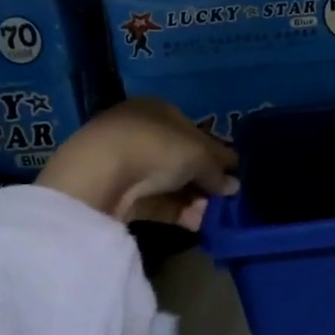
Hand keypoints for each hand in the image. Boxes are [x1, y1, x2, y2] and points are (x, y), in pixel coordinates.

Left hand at [38, 98, 239, 229]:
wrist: (100, 174)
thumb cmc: (157, 147)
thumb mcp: (199, 154)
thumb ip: (217, 169)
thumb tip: (233, 185)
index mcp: (159, 110)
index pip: (194, 131)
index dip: (215, 153)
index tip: (233, 174)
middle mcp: (141, 132)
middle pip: (181, 160)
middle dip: (204, 181)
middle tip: (226, 200)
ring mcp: (127, 164)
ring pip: (169, 184)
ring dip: (193, 200)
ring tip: (213, 217)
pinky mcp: (119, 195)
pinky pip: (156, 204)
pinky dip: (177, 213)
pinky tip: (196, 224)